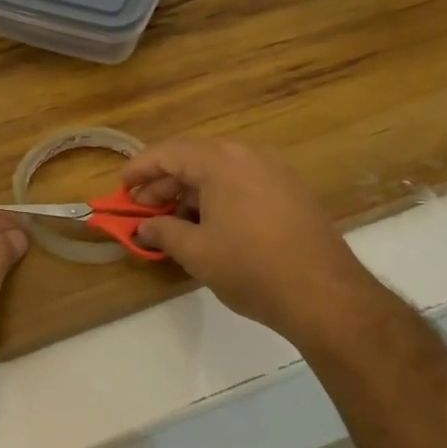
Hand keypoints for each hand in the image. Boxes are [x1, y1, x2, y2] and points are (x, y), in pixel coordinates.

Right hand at [123, 139, 382, 344]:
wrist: (324, 295)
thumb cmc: (250, 268)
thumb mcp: (196, 251)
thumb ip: (163, 231)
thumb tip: (145, 226)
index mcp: (222, 162)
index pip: (170, 152)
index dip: (140, 168)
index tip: (121, 186)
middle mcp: (250, 156)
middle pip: (196, 159)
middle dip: (165, 182)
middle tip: (141, 207)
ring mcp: (276, 172)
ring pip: (221, 172)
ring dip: (191, 191)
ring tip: (172, 220)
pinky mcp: (292, 192)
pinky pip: (244, 183)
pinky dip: (218, 197)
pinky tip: (208, 225)